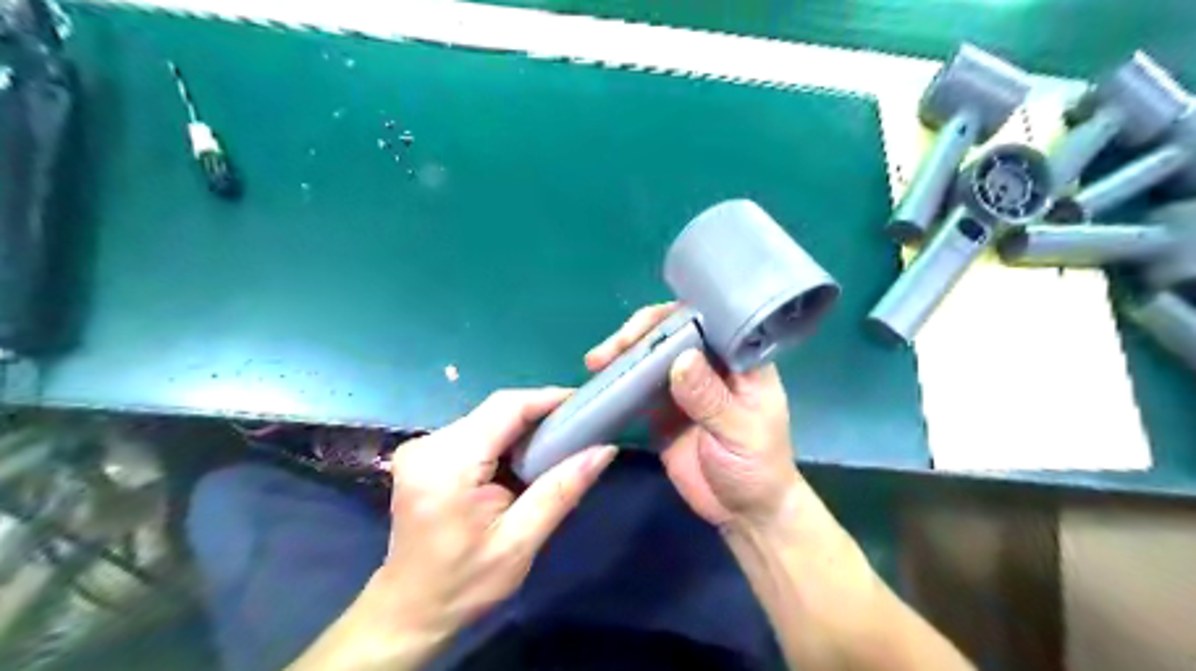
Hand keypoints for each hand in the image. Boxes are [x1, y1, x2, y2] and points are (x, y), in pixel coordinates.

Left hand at [294, 390, 614, 667]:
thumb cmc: (465, 583)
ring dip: (523, 427)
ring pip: (487, 418)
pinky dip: (505, 438)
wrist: (410, 610)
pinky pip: (475, 431)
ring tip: (558, 443)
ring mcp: (423, 447)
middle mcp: (429, 445)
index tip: (585, 403)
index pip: (506, 408)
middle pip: (496, 410)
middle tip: (578, 428)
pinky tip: (525, 457)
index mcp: (448, 464)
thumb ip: (561, 491)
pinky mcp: (425, 454)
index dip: (547, 398)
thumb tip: (604, 450)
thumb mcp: (520, 542)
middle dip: (539, 414)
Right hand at [585, 300, 797, 527]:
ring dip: (624, 356)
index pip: (708, 321)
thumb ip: (711, 398)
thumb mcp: (740, 433)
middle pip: (672, 334)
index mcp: (739, 362)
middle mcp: (710, 365)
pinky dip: (619, 383)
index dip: (675, 317)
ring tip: (596, 363)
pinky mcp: (662, 409)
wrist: (743, 514)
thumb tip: (681, 359)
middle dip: (640, 336)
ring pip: (651, 357)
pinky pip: (638, 387)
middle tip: (611, 351)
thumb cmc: (757, 469)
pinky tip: (599, 383)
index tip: (644, 329)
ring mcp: (684, 386)